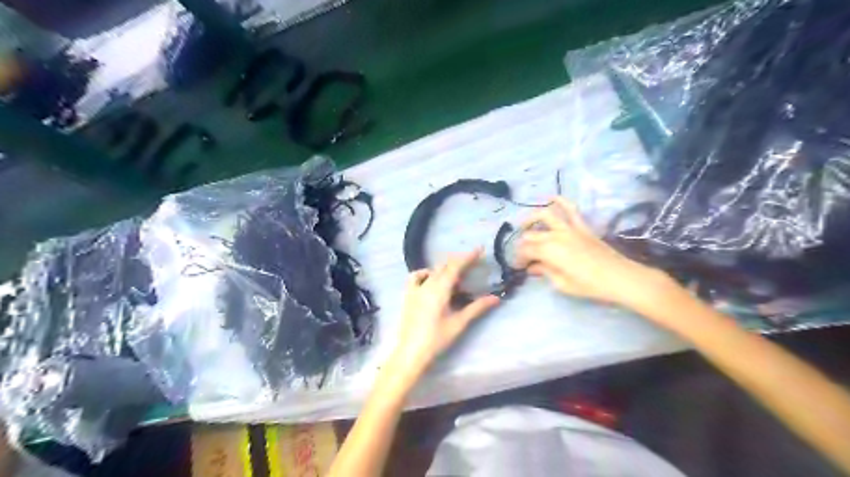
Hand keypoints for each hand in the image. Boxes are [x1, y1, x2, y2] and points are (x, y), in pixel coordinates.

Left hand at [388, 250, 498, 380]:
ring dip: (445, 267)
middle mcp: (427, 284)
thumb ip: (477, 307)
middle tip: (473, 263)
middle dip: (459, 262)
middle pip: (444, 266)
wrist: (411, 352)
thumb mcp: (459, 323)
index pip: (456, 266)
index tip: (480, 249)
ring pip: (432, 270)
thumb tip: (496, 298)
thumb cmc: (437, 339)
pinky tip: (431, 278)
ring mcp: (415, 289)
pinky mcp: (408, 295)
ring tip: (456, 274)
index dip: (468, 256)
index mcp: (440, 289)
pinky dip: (425, 273)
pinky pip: (415, 277)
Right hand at [518, 197, 677, 312]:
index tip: (518, 267)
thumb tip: (533, 267)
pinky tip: (550, 198)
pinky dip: (560, 201)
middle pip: (531, 235)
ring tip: (524, 226)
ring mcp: (569, 228)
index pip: (525, 250)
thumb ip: (545, 272)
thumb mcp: (562, 284)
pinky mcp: (582, 226)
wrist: (619, 277)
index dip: (518, 258)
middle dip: (522, 245)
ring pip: (544, 215)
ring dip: (531, 219)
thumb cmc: (589, 285)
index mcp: (548, 251)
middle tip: (522, 256)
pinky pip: (570, 209)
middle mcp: (555, 235)